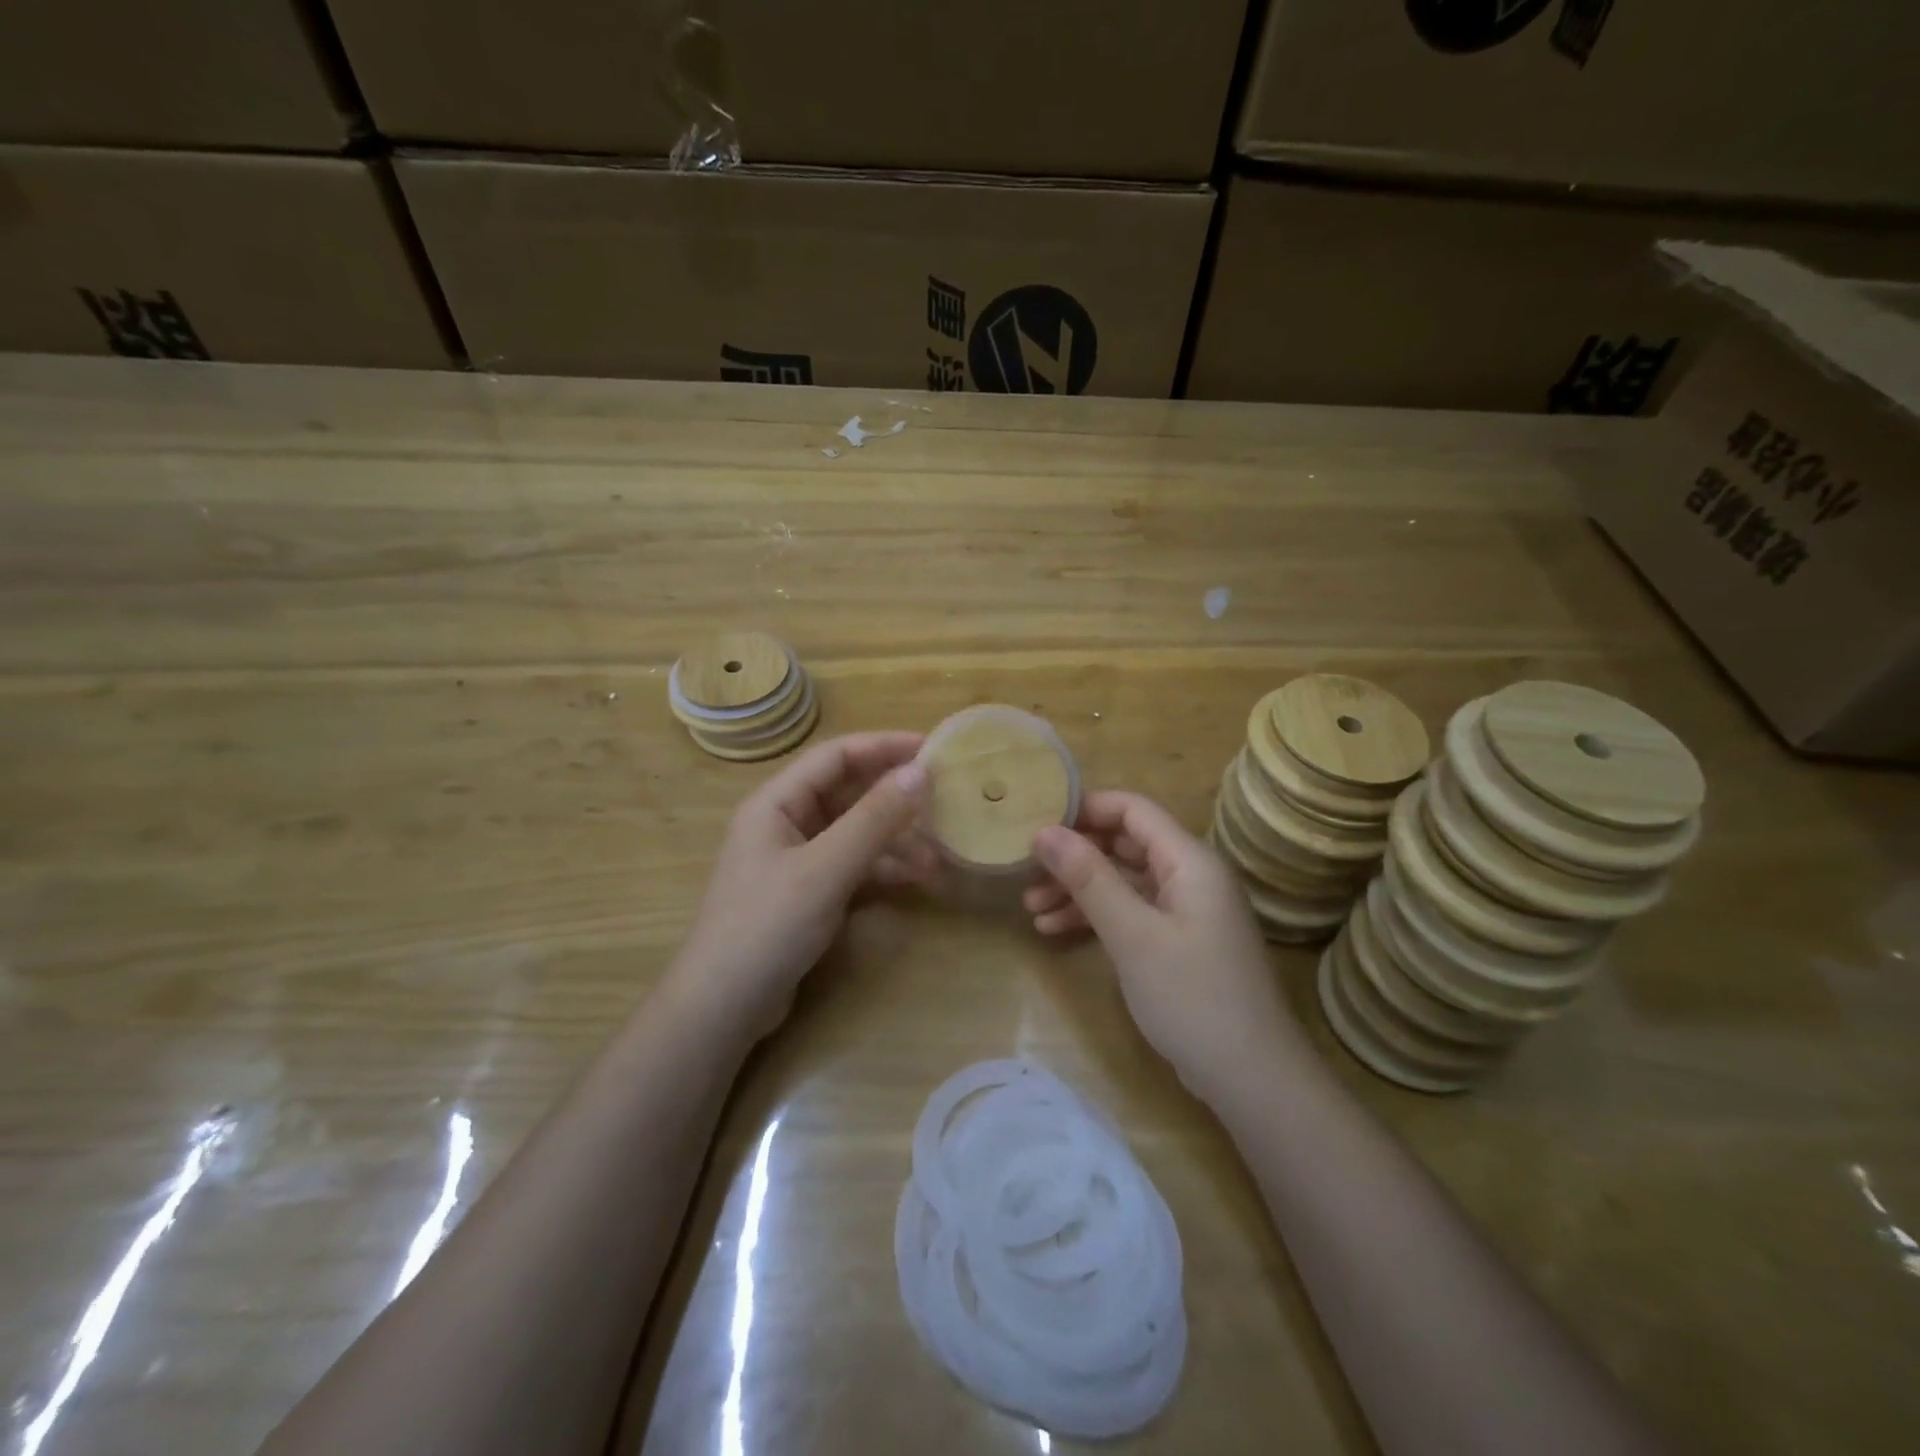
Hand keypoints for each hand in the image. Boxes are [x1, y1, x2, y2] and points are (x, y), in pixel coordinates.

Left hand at [673, 732, 936, 1038]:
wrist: (724, 1007)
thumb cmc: (768, 926)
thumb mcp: (825, 868)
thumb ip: (873, 819)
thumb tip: (920, 772)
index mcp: (776, 803)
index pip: (836, 756)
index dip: (884, 747)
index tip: (932, 749)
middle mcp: (786, 823)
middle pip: (848, 793)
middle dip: (895, 795)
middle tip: (946, 796)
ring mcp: (797, 860)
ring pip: (855, 832)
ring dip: (896, 837)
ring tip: (941, 850)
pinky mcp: (808, 893)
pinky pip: (853, 865)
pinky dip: (884, 868)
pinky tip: (918, 877)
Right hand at [1024, 791, 1304, 1100]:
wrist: (1252, 1079)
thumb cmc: (1192, 997)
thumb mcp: (1133, 934)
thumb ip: (1089, 878)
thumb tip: (1044, 831)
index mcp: (1189, 860)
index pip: (1133, 809)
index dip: (1085, 809)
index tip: (1037, 823)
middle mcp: (1190, 876)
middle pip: (1124, 844)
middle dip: (1074, 855)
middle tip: (1026, 871)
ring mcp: (1185, 911)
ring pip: (1123, 881)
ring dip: (1078, 890)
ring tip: (1030, 908)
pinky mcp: (1178, 941)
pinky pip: (1131, 912)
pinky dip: (1096, 917)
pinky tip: (1055, 931)